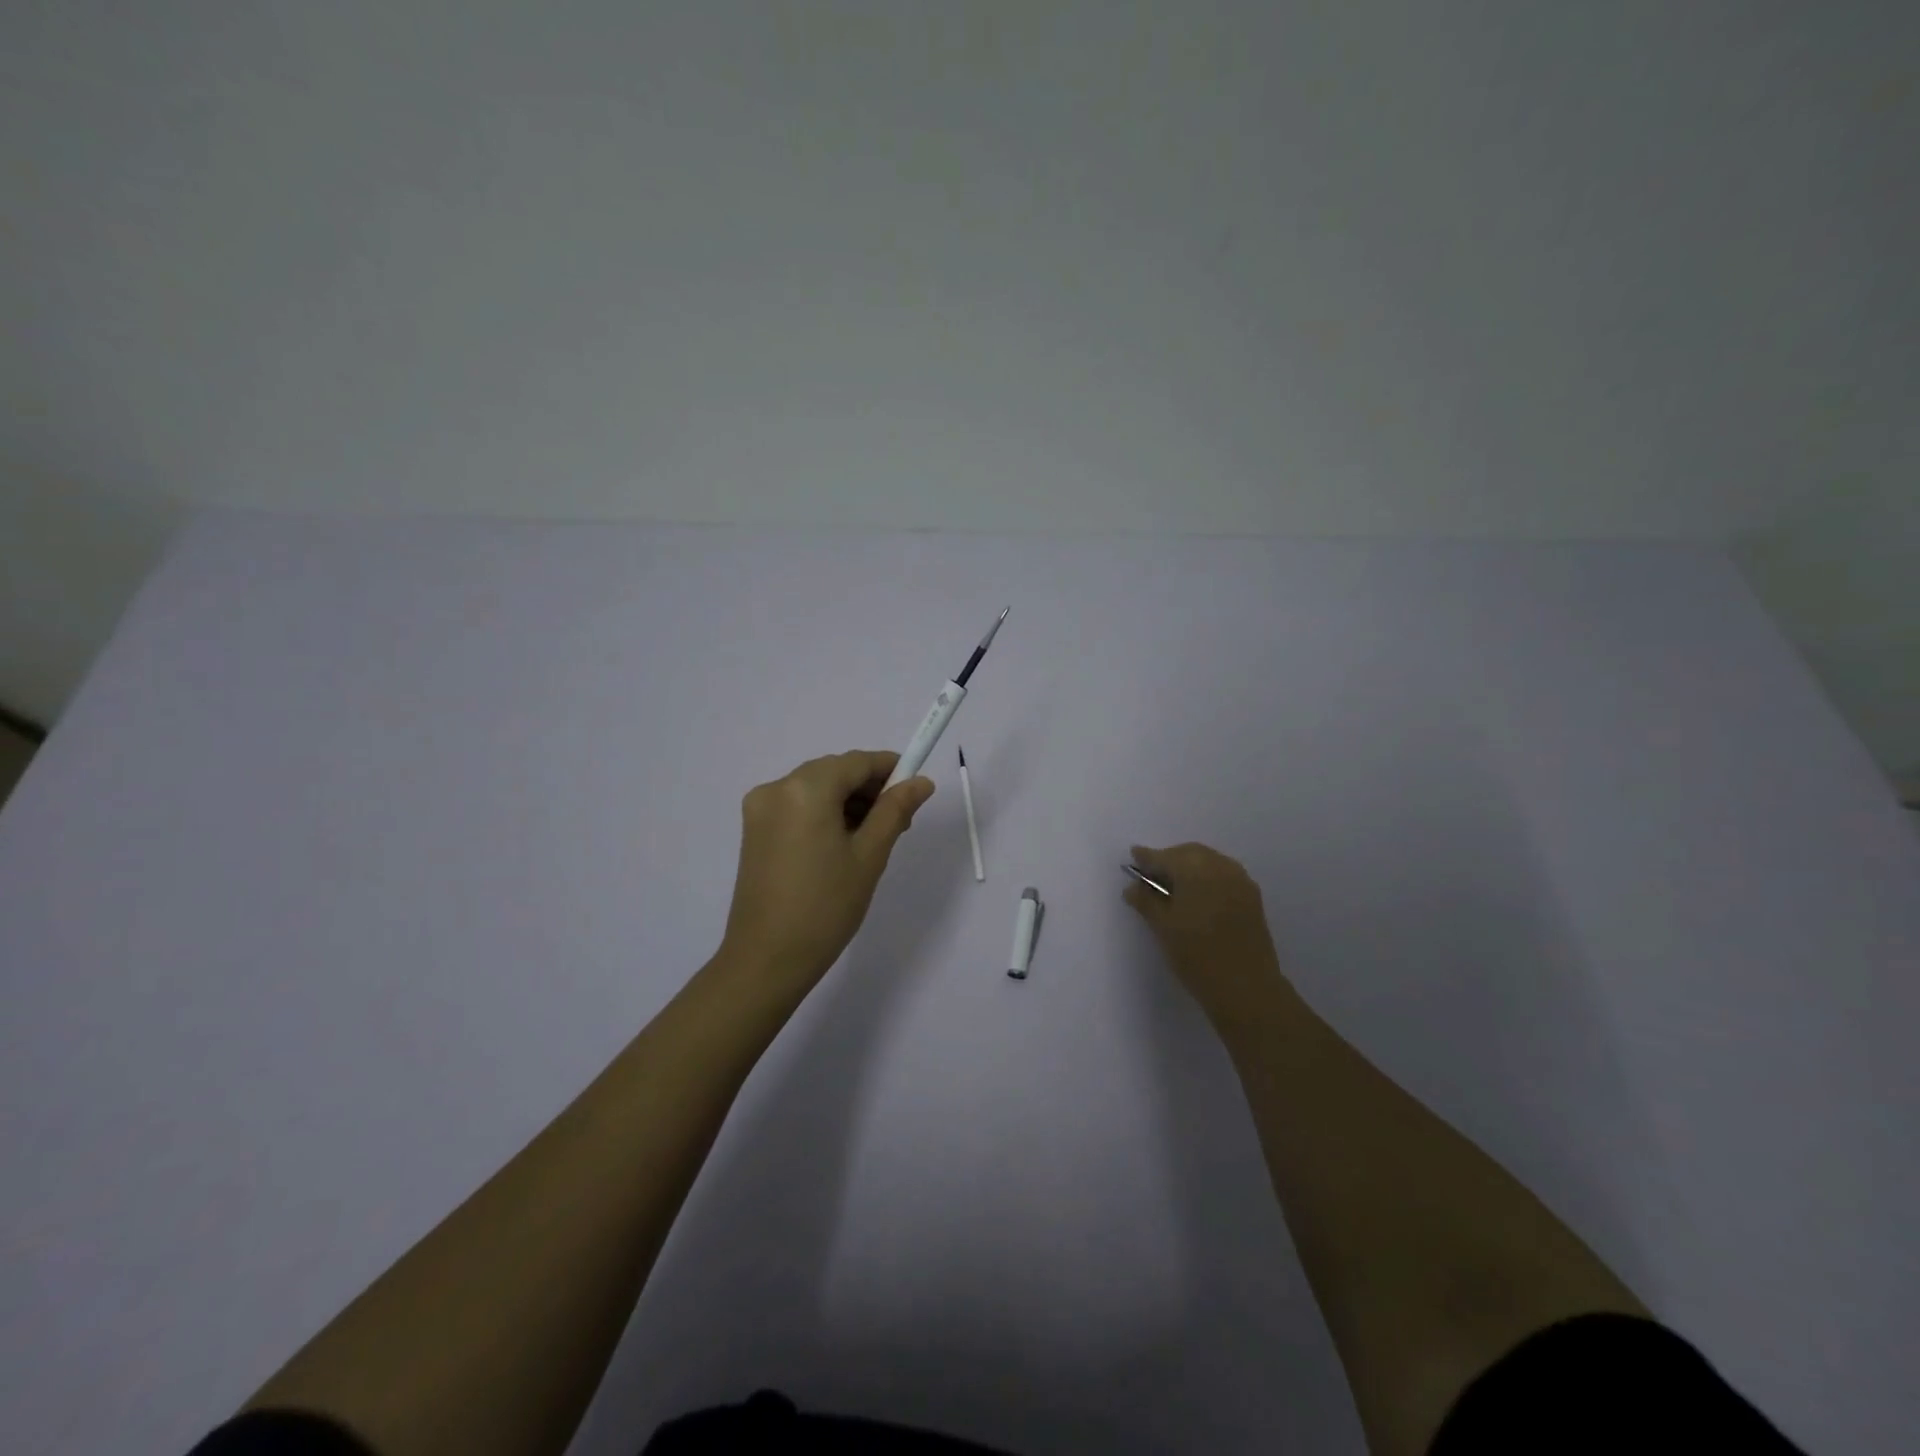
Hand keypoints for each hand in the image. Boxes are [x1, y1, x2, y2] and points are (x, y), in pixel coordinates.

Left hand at [718, 751, 935, 996]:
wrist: (766, 960)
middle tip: (899, 822)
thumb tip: (921, 781)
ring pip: (816, 788)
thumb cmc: (826, 907)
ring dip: (847, 801)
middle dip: (869, 788)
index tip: (916, 789)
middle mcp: (777, 787)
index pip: (857, 762)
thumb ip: (896, 810)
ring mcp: (760, 809)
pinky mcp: (754, 830)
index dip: (890, 769)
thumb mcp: (869, 855)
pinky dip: (823, 813)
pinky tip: (841, 844)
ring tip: (873, 838)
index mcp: (805, 789)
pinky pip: (797, 806)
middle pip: (835, 772)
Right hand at [1124, 842, 1290, 1032]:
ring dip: (1189, 869)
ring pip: (1208, 863)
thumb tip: (1133, 887)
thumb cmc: (1197, 956)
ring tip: (1172, 888)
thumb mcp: (1163, 928)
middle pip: (1189, 854)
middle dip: (1169, 861)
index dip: (1147, 858)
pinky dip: (1206, 878)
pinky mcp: (1252, 897)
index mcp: (1195, 869)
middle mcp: (1221, 866)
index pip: (1165, 857)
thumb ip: (1146, 901)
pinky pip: (1223, 875)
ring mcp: (1240, 881)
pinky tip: (1196, 897)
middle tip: (1151, 876)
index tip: (1133, 856)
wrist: (1247, 988)